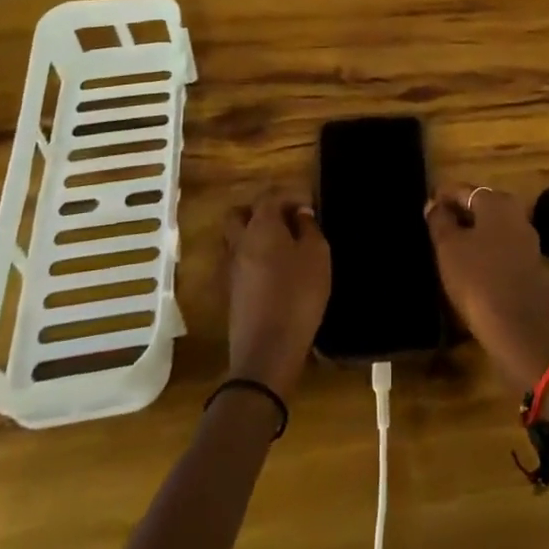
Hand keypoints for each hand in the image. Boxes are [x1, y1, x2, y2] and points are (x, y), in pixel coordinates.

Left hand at [223, 189, 329, 397]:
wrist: (266, 352)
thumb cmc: (298, 295)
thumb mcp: (317, 256)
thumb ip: (309, 229)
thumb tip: (300, 214)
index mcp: (261, 226)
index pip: (269, 196)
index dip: (289, 195)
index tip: (309, 206)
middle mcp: (240, 242)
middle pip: (239, 214)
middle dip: (259, 211)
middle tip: (285, 221)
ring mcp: (231, 269)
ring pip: (234, 239)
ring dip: (252, 236)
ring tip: (280, 246)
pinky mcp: (230, 294)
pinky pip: (237, 264)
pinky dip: (251, 259)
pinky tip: (272, 272)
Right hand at [427, 182, 548, 389]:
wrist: (517, 329)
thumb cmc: (477, 279)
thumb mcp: (448, 247)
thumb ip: (439, 220)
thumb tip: (434, 204)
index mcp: (497, 202)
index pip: (463, 190)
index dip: (442, 196)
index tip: (427, 207)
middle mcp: (517, 213)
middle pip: (481, 205)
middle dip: (460, 213)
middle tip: (437, 226)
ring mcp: (528, 239)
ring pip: (493, 227)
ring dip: (474, 232)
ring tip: (451, 246)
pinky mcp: (532, 264)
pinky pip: (503, 246)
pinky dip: (486, 249)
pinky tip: (472, 264)